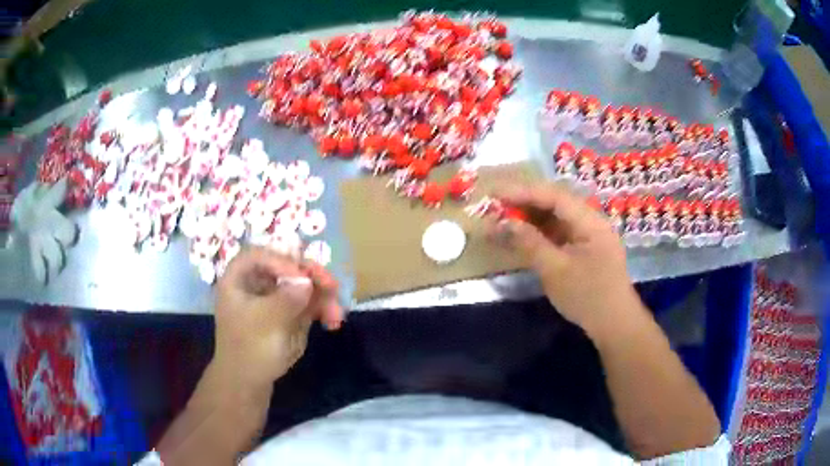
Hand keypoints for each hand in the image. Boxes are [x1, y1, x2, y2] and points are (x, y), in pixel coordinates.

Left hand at [212, 247, 341, 386]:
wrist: (249, 383)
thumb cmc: (249, 349)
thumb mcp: (265, 323)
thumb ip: (286, 298)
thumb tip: (307, 281)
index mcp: (239, 280)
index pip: (259, 256)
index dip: (281, 260)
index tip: (301, 276)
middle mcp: (258, 284)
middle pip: (287, 266)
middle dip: (311, 277)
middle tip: (332, 285)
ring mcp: (276, 299)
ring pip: (304, 284)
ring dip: (323, 295)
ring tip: (337, 313)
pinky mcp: (291, 314)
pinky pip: (310, 303)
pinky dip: (324, 309)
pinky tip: (333, 322)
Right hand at [489, 184, 641, 335]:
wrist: (614, 325)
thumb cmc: (588, 297)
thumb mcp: (556, 271)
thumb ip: (530, 243)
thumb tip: (503, 224)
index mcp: (590, 221)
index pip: (554, 196)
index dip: (523, 192)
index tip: (495, 193)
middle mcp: (590, 222)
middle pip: (554, 203)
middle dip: (523, 203)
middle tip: (494, 206)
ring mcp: (587, 236)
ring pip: (554, 219)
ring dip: (529, 219)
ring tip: (501, 220)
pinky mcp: (583, 250)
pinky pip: (557, 234)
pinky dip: (538, 234)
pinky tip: (520, 237)